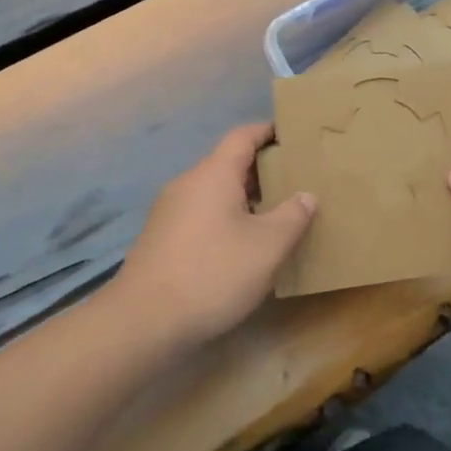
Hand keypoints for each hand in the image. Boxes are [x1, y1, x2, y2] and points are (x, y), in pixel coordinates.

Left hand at [110, 123, 315, 351]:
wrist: (145, 319)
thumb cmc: (213, 273)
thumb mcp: (267, 247)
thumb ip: (292, 216)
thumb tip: (305, 196)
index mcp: (213, 174)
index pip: (242, 136)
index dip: (268, 131)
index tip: (293, 135)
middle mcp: (187, 183)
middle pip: (227, 164)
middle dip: (261, 170)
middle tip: (295, 181)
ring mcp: (169, 211)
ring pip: (213, 192)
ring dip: (244, 198)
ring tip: (275, 215)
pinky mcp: (161, 238)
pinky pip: (201, 214)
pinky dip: (225, 218)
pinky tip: (242, 245)